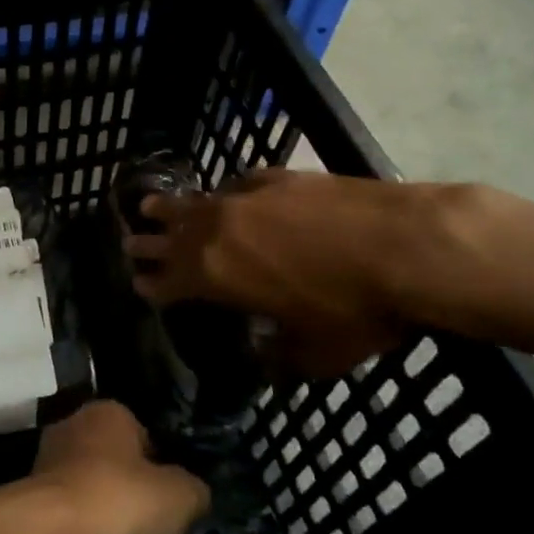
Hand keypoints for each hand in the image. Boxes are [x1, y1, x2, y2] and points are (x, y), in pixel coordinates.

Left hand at [14, 401, 209, 533]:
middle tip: (154, 524)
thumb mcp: (180, 496)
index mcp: (106, 412)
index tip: (173, 496)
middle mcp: (72, 429)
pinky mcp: (33, 507)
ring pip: (92, 491)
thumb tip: (191, 491)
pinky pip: (72, 519)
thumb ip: (193, 489)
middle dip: (132, 490)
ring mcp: (47, 468)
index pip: (143, 431)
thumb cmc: (118, 503)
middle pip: (115, 461)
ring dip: (107, 516)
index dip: (162, 464)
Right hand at [122, 168, 424, 376]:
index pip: (168, 282)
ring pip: (193, 202)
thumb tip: (267, 357)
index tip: (138, 284)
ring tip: (149, 206)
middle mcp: (217, 231)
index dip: (151, 285)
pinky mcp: (275, 176)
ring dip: (169, 209)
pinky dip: (223, 194)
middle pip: (169, 237)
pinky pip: (236, 185)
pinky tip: (227, 194)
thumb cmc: (355, 308)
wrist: (403, 244)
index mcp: (216, 277)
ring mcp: (244, 197)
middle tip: (130, 244)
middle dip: (147, 243)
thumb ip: (282, 356)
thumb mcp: (317, 353)